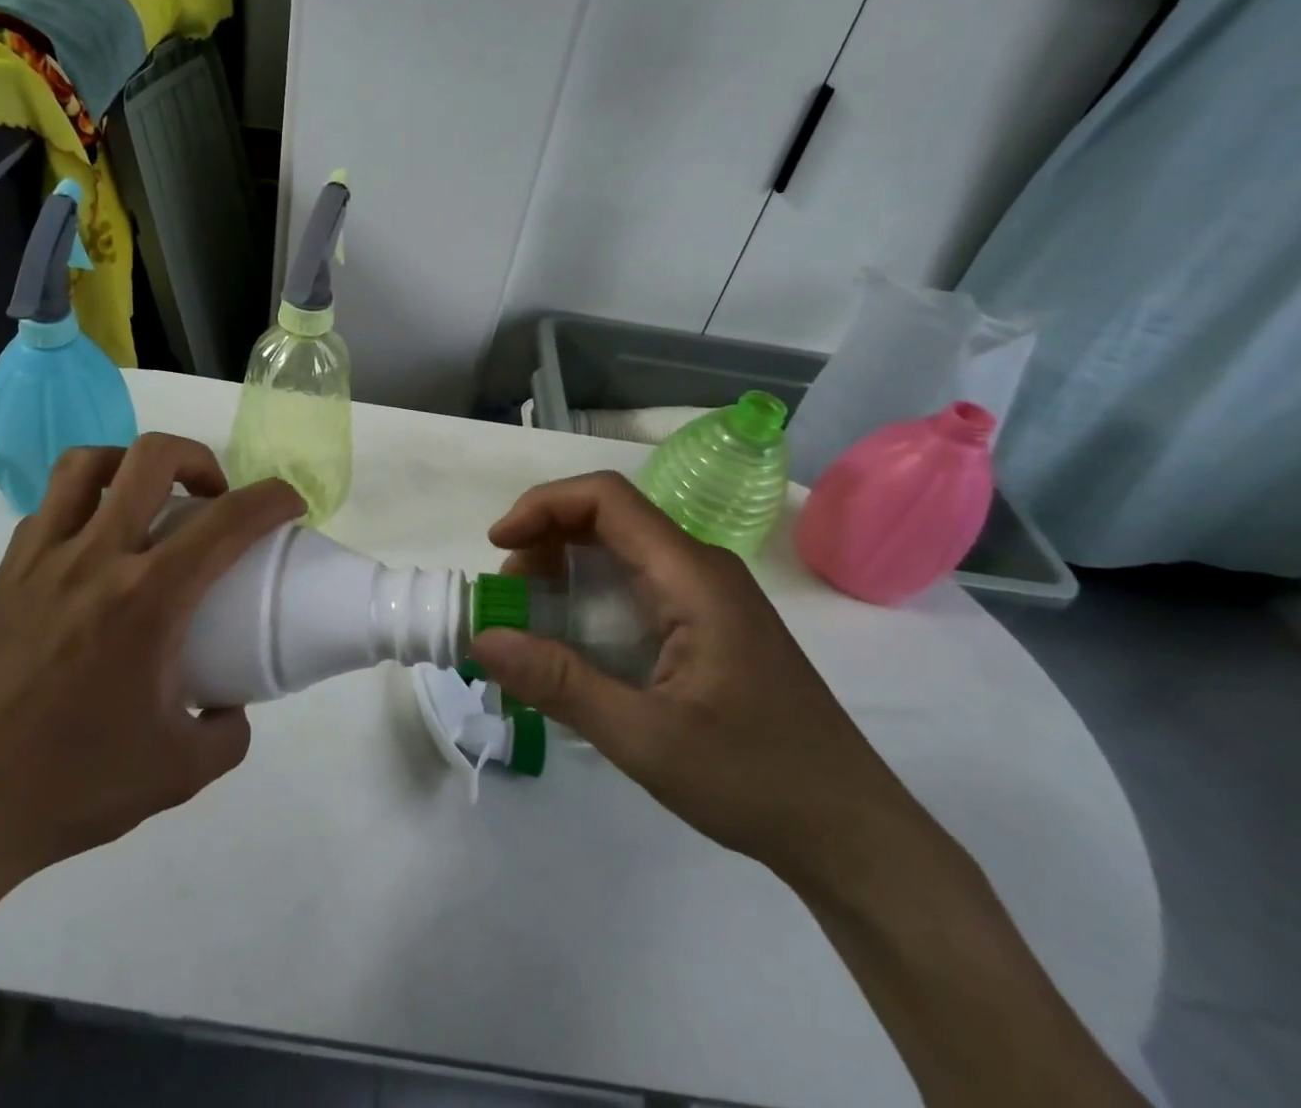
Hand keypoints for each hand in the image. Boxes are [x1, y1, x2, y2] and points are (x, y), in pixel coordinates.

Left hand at [0, 435, 305, 916]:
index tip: (290, 505)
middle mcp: (95, 558)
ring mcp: (41, 558)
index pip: (228, 520)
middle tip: (215, 498)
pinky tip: (95, 548)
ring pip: (88, 463)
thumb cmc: (70, 787)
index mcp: (148, 599)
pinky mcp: (4, 574)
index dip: (272, 499)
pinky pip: (50, 506)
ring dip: (133, 465)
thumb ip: (226, 734)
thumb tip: (231, 708)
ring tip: (150, 501)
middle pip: (152, 457)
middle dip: (201, 459)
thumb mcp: (179, 773)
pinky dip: (86, 501)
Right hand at [469, 472, 928, 893]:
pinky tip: (572, 643)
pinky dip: (589, 596)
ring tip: (528, 617)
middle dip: (545, 540)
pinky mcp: (709, 625)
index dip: (543, 506)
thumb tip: (481, 639)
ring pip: (621, 551)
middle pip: (609, 518)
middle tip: (508, 594)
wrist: (853, 835)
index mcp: (692, 576)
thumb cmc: (755, 779)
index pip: (606, 498)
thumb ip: (560, 684)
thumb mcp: (644, 738)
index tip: (498, 544)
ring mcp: (708, 596)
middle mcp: (700, 569)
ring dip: (564, 569)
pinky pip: (637, 585)